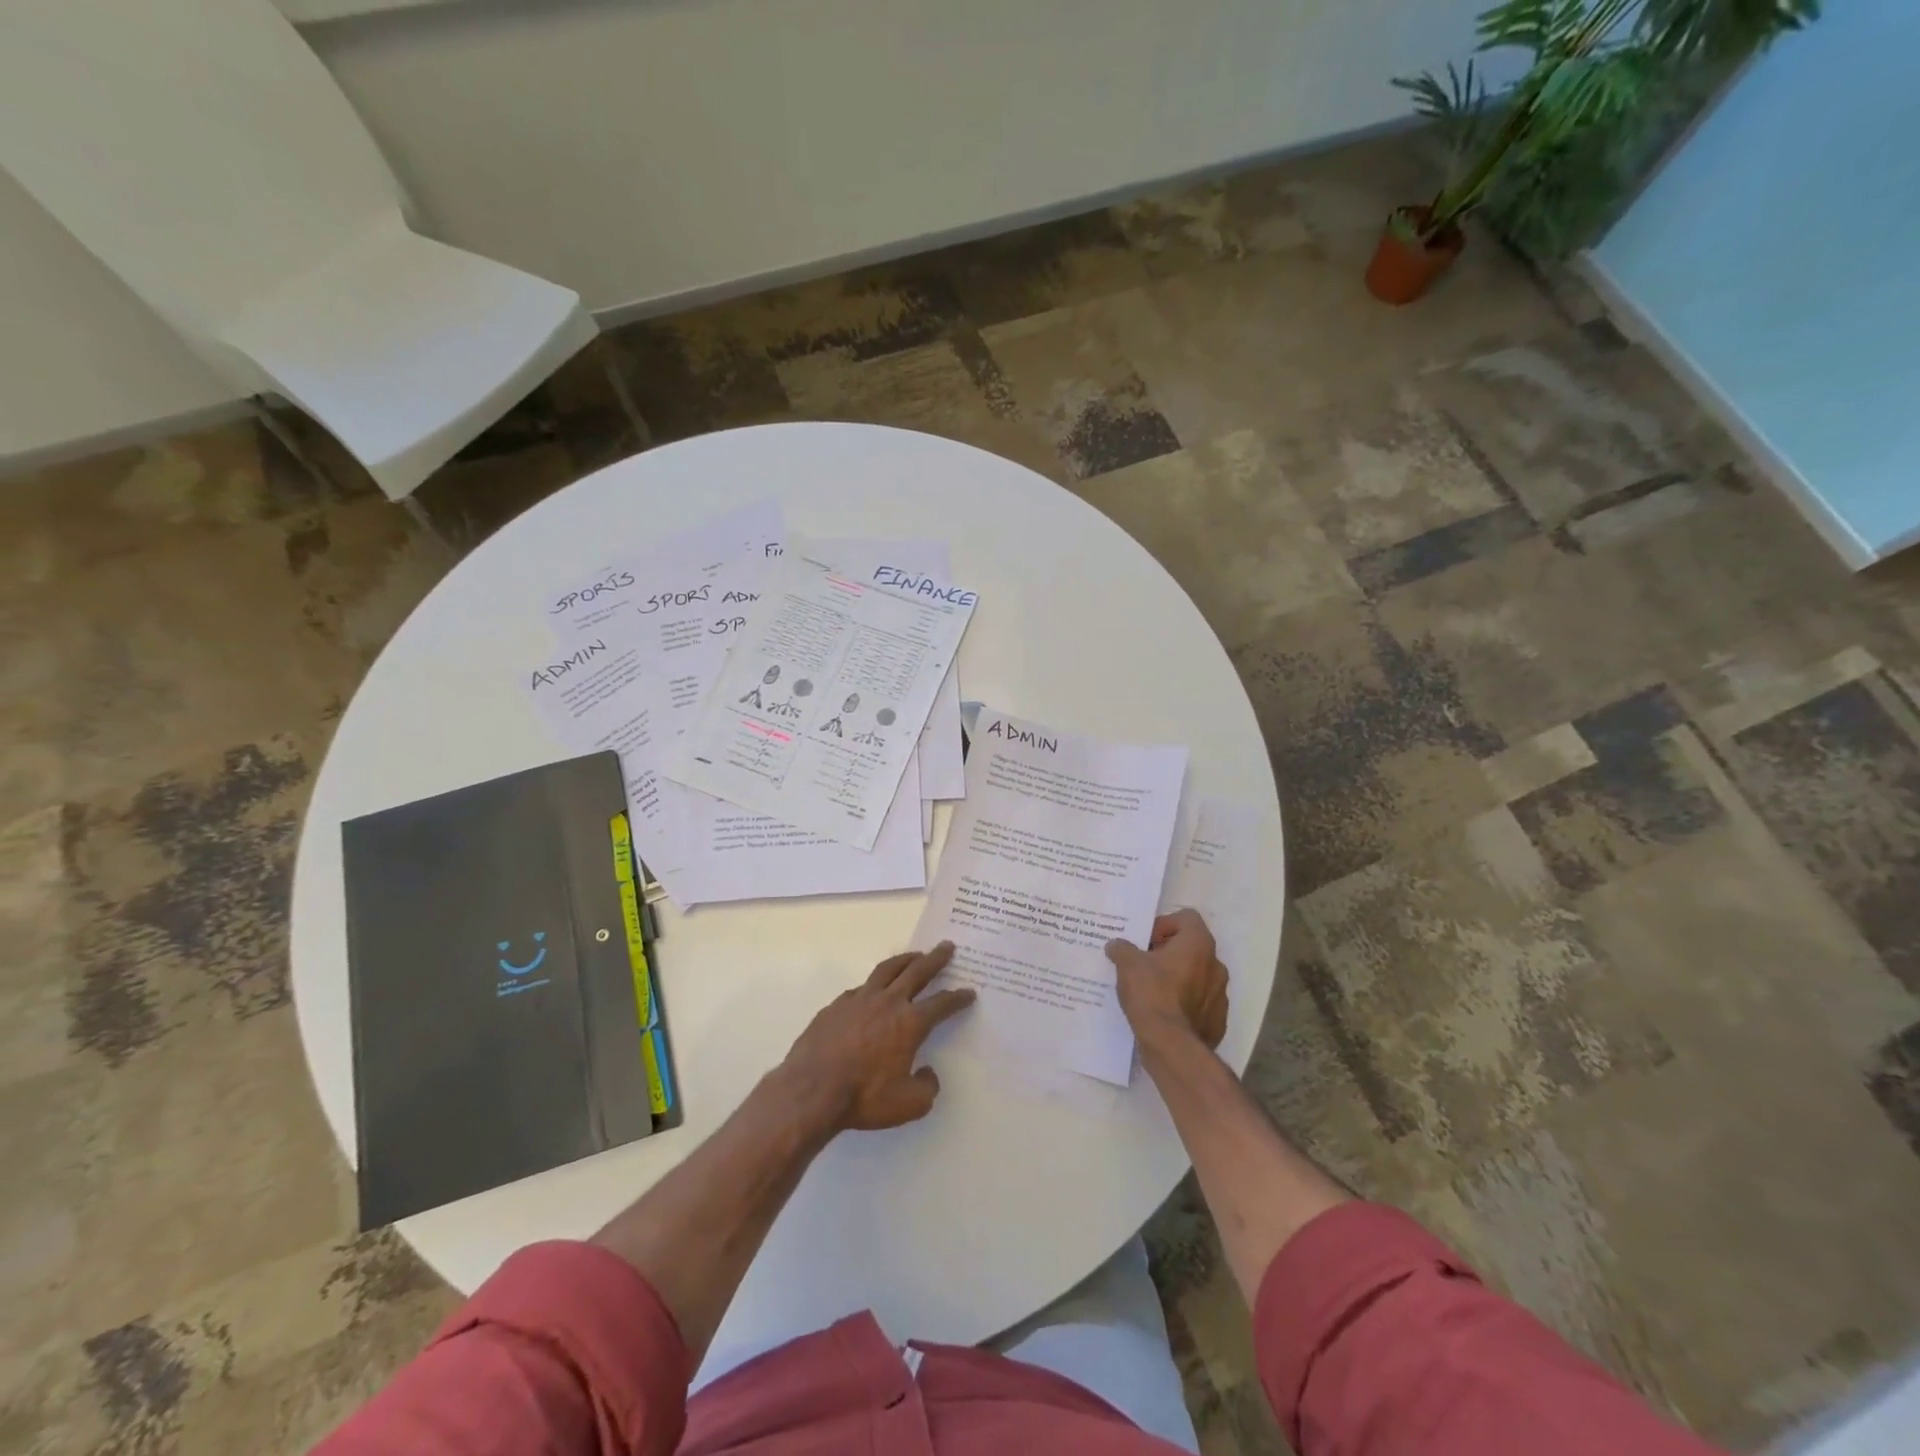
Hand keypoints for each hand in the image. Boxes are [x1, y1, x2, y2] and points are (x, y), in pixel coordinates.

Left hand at [781, 942, 976, 1131]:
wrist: (812, 1090)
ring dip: (905, 960)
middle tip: (946, 946)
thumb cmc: (865, 1097)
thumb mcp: (909, 1105)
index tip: (968, 992)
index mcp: (910, 1023)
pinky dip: (874, 984)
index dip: (958, 998)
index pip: (941, 1004)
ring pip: (887, 970)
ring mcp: (859, 999)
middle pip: (917, 972)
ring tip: (915, 955)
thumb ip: (927, 1088)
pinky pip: (861, 988)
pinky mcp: (836, 1005)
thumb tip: (928, 1073)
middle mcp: (888, 1002)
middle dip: (935, 959)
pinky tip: (873, 990)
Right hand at [1106, 909, 1228, 1052]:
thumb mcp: (1127, 964)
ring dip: (1178, 978)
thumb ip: (1122, 948)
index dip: (1164, 924)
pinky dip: (1185, 1003)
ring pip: (1197, 976)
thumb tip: (1116, 945)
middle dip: (1169, 953)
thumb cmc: (1152, 994)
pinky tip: (1164, 1013)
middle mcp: (1216, 965)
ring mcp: (1221, 994)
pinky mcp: (1218, 1020)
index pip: (1186, 918)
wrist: (1171, 1046)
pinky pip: (1200, 1003)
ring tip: (1152, 990)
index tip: (1146, 942)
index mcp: (1198, 944)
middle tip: (1144, 964)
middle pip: (1192, 947)